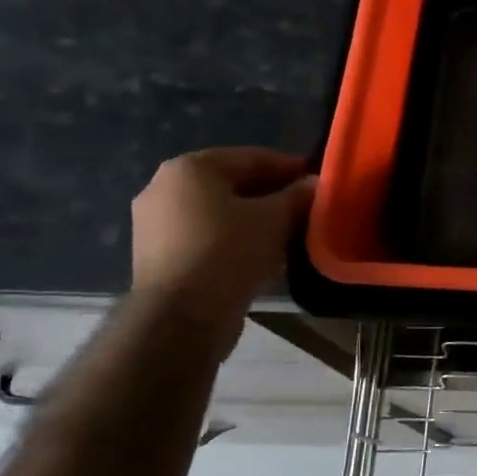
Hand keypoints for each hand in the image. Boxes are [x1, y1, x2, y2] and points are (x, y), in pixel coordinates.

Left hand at [130, 148, 313, 350]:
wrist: (181, 318)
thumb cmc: (228, 253)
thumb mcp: (275, 220)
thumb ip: (298, 196)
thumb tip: (316, 184)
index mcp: (191, 168)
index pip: (253, 157)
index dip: (291, 168)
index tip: (319, 181)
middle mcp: (165, 187)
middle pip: (234, 183)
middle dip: (273, 194)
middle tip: (308, 208)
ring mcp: (156, 223)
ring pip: (221, 211)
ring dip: (256, 218)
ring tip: (290, 232)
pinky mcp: (159, 255)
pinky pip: (207, 235)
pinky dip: (235, 238)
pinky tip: (262, 253)